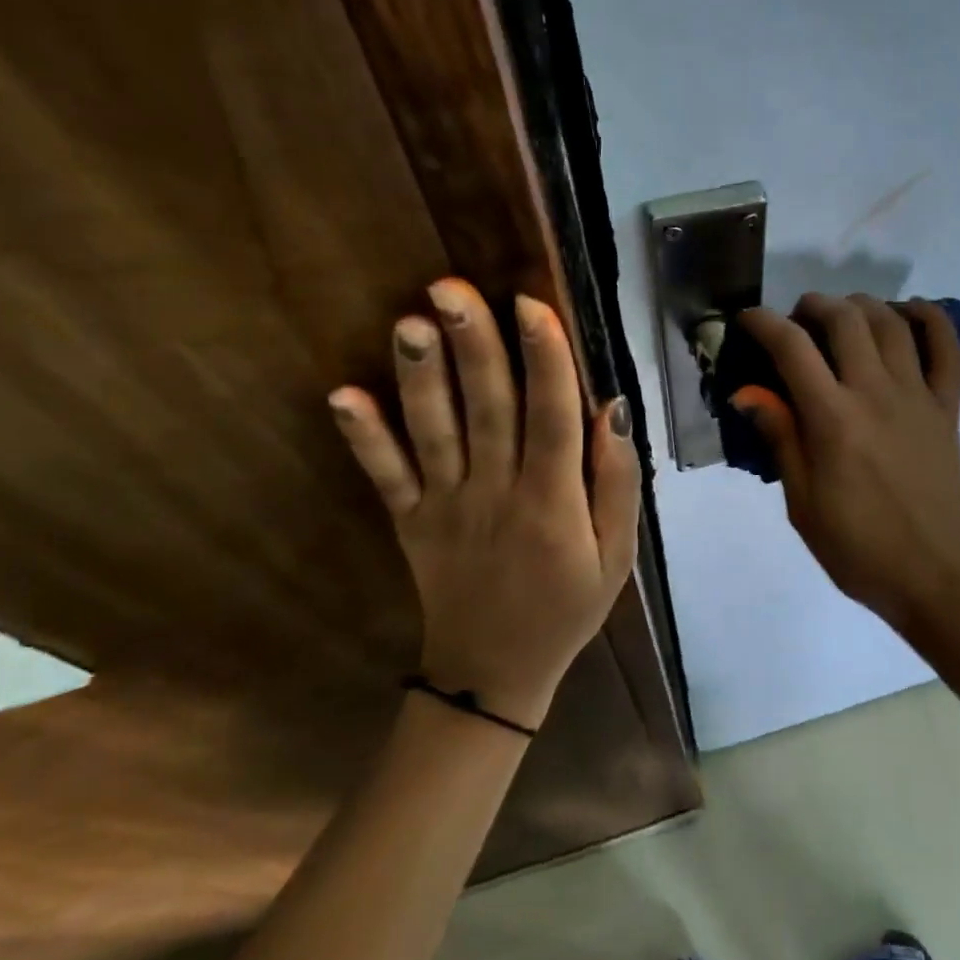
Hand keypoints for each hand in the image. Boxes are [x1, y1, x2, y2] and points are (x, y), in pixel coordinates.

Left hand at [328, 279, 638, 729]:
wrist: (495, 672)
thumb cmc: (568, 606)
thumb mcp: (617, 554)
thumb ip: (617, 482)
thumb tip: (611, 409)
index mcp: (552, 502)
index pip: (551, 418)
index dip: (545, 359)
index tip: (531, 304)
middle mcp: (496, 493)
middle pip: (488, 410)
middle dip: (473, 345)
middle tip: (452, 287)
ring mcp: (445, 506)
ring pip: (434, 433)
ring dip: (420, 376)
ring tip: (410, 321)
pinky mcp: (409, 521)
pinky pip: (385, 477)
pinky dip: (363, 438)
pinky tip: (341, 395)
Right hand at [734, 294, 959, 634]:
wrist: (938, 578)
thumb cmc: (860, 550)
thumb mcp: (803, 505)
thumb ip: (781, 439)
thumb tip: (748, 393)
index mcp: (834, 420)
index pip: (792, 348)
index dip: (763, 323)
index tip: (747, 320)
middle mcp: (877, 393)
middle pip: (845, 320)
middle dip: (812, 306)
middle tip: (795, 320)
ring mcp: (919, 396)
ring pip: (892, 322)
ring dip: (861, 305)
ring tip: (841, 316)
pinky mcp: (949, 407)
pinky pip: (948, 348)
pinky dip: (929, 319)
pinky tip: (906, 315)